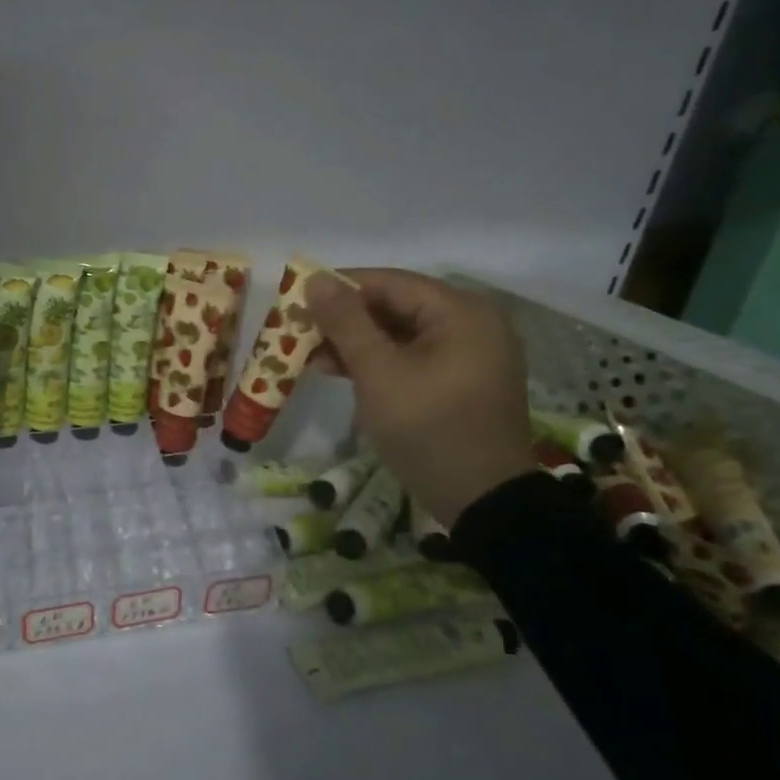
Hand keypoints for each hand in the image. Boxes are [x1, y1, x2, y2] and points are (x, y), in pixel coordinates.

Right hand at [305, 269, 535, 526]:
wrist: (482, 500)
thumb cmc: (428, 429)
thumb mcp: (378, 374)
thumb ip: (346, 323)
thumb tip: (315, 279)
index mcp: (461, 312)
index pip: (390, 282)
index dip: (340, 287)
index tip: (297, 300)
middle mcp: (473, 323)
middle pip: (397, 305)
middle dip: (346, 319)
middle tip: (301, 333)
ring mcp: (471, 354)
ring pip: (403, 333)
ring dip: (358, 343)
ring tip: (314, 358)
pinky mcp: (463, 380)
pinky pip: (415, 356)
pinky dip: (380, 361)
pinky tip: (344, 373)